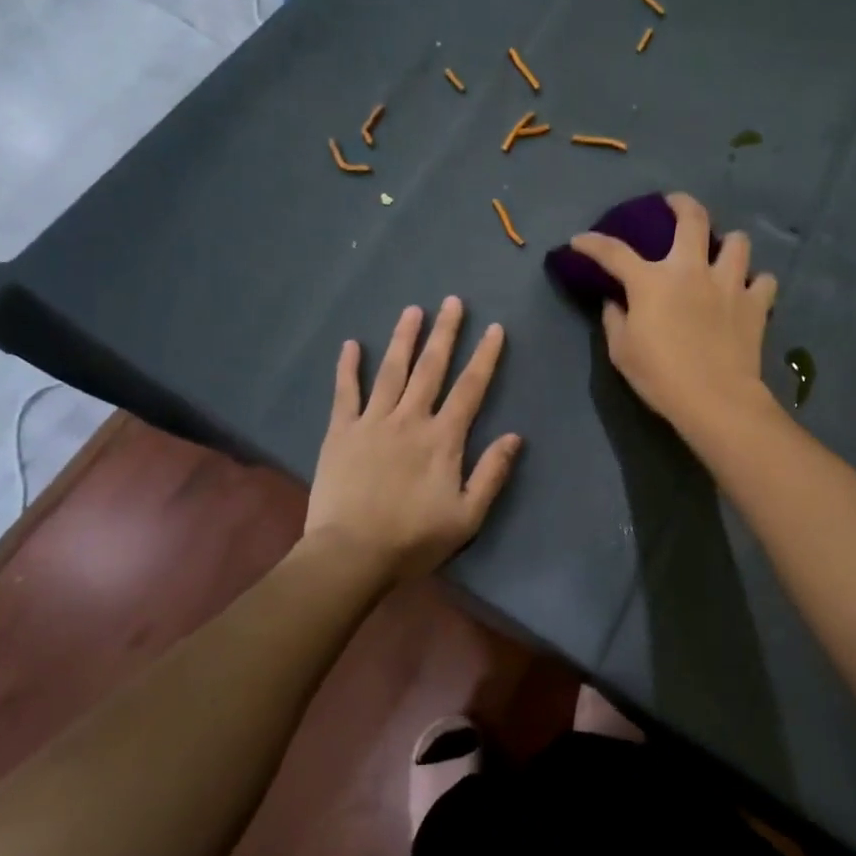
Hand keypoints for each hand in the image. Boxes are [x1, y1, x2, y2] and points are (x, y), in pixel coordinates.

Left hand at [304, 298, 521, 581]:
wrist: (351, 554)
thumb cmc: (414, 538)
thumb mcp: (467, 515)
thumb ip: (492, 473)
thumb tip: (515, 436)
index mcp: (443, 439)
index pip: (470, 389)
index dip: (485, 357)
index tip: (494, 329)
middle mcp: (410, 419)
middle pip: (431, 368)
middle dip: (445, 333)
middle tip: (452, 301)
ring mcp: (372, 422)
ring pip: (391, 371)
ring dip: (403, 339)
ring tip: (412, 311)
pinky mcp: (340, 432)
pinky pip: (345, 392)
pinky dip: (348, 368)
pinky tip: (350, 345)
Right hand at [568, 192, 778, 437]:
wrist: (715, 399)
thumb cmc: (661, 377)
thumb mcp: (622, 352)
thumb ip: (615, 320)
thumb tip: (614, 302)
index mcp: (651, 282)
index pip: (614, 252)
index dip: (593, 243)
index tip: (580, 240)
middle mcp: (691, 270)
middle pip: (691, 219)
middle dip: (680, 204)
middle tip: (674, 204)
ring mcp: (728, 284)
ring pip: (737, 242)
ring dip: (728, 243)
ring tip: (721, 253)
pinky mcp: (755, 304)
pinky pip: (763, 281)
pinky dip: (756, 283)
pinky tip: (748, 292)